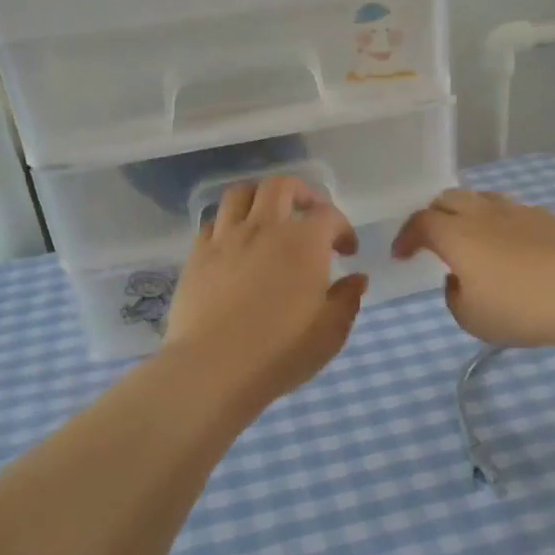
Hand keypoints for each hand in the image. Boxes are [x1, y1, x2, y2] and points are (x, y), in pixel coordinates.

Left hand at [164, 176, 366, 406]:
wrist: (213, 367)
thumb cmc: (280, 351)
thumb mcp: (330, 332)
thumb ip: (347, 299)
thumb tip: (357, 278)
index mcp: (303, 243)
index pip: (329, 215)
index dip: (343, 228)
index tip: (346, 251)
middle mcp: (264, 228)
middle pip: (280, 186)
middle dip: (301, 193)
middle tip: (308, 214)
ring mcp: (226, 238)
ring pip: (240, 193)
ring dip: (259, 198)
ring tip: (267, 217)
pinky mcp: (197, 255)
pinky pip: (212, 222)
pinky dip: (228, 223)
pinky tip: (234, 243)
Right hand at [392, 189, 554, 348]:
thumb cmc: (526, 306)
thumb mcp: (474, 319)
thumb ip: (454, 298)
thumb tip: (458, 280)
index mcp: (457, 234)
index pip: (420, 222)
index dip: (405, 237)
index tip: (401, 254)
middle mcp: (484, 213)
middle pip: (448, 198)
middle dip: (432, 216)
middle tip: (431, 240)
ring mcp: (520, 210)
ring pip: (482, 198)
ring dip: (467, 214)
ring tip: (471, 239)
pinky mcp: (550, 217)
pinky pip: (512, 212)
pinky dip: (499, 224)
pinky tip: (511, 248)